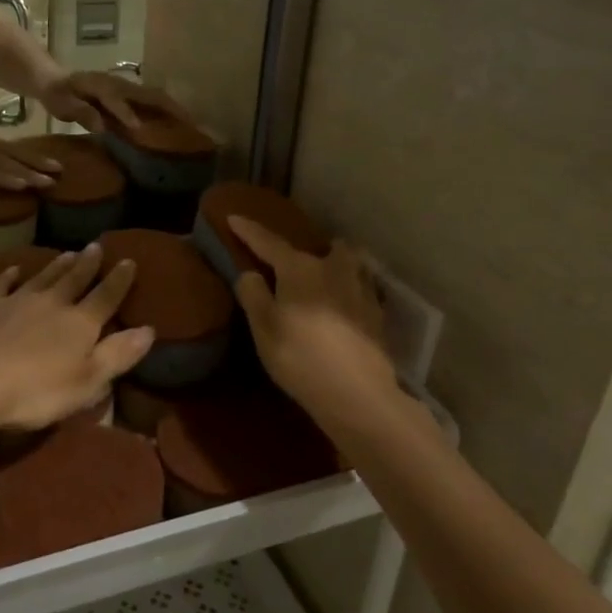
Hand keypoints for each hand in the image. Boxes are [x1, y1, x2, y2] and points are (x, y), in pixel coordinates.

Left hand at [0, 244, 153, 434]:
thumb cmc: (35, 390)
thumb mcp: (87, 381)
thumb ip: (117, 355)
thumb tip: (149, 329)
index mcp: (79, 324)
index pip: (105, 297)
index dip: (119, 280)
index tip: (128, 260)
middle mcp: (50, 304)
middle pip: (73, 280)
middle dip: (87, 265)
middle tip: (95, 246)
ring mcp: (14, 302)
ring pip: (41, 278)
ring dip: (55, 266)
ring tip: (67, 253)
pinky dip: (7, 276)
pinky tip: (12, 269)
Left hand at [38, 71, 190, 133]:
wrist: (56, 80)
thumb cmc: (59, 94)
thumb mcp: (62, 104)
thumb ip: (82, 112)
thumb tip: (101, 126)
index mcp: (101, 86)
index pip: (116, 99)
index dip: (126, 113)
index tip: (138, 129)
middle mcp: (119, 84)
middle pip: (148, 94)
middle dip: (168, 108)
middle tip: (190, 124)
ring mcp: (126, 88)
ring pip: (155, 97)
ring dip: (173, 109)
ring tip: (192, 124)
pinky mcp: (129, 94)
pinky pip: (151, 101)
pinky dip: (166, 110)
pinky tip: (177, 122)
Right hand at [230, 217, 398, 426]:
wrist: (358, 394)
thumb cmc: (300, 357)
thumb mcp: (263, 328)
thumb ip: (253, 295)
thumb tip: (251, 273)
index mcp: (301, 269)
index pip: (269, 243)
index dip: (249, 231)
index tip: (234, 217)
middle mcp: (334, 270)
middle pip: (325, 247)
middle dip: (310, 249)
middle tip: (296, 262)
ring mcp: (361, 291)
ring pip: (351, 264)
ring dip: (339, 265)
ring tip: (327, 279)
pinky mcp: (377, 315)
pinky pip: (362, 290)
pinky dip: (351, 292)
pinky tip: (345, 307)